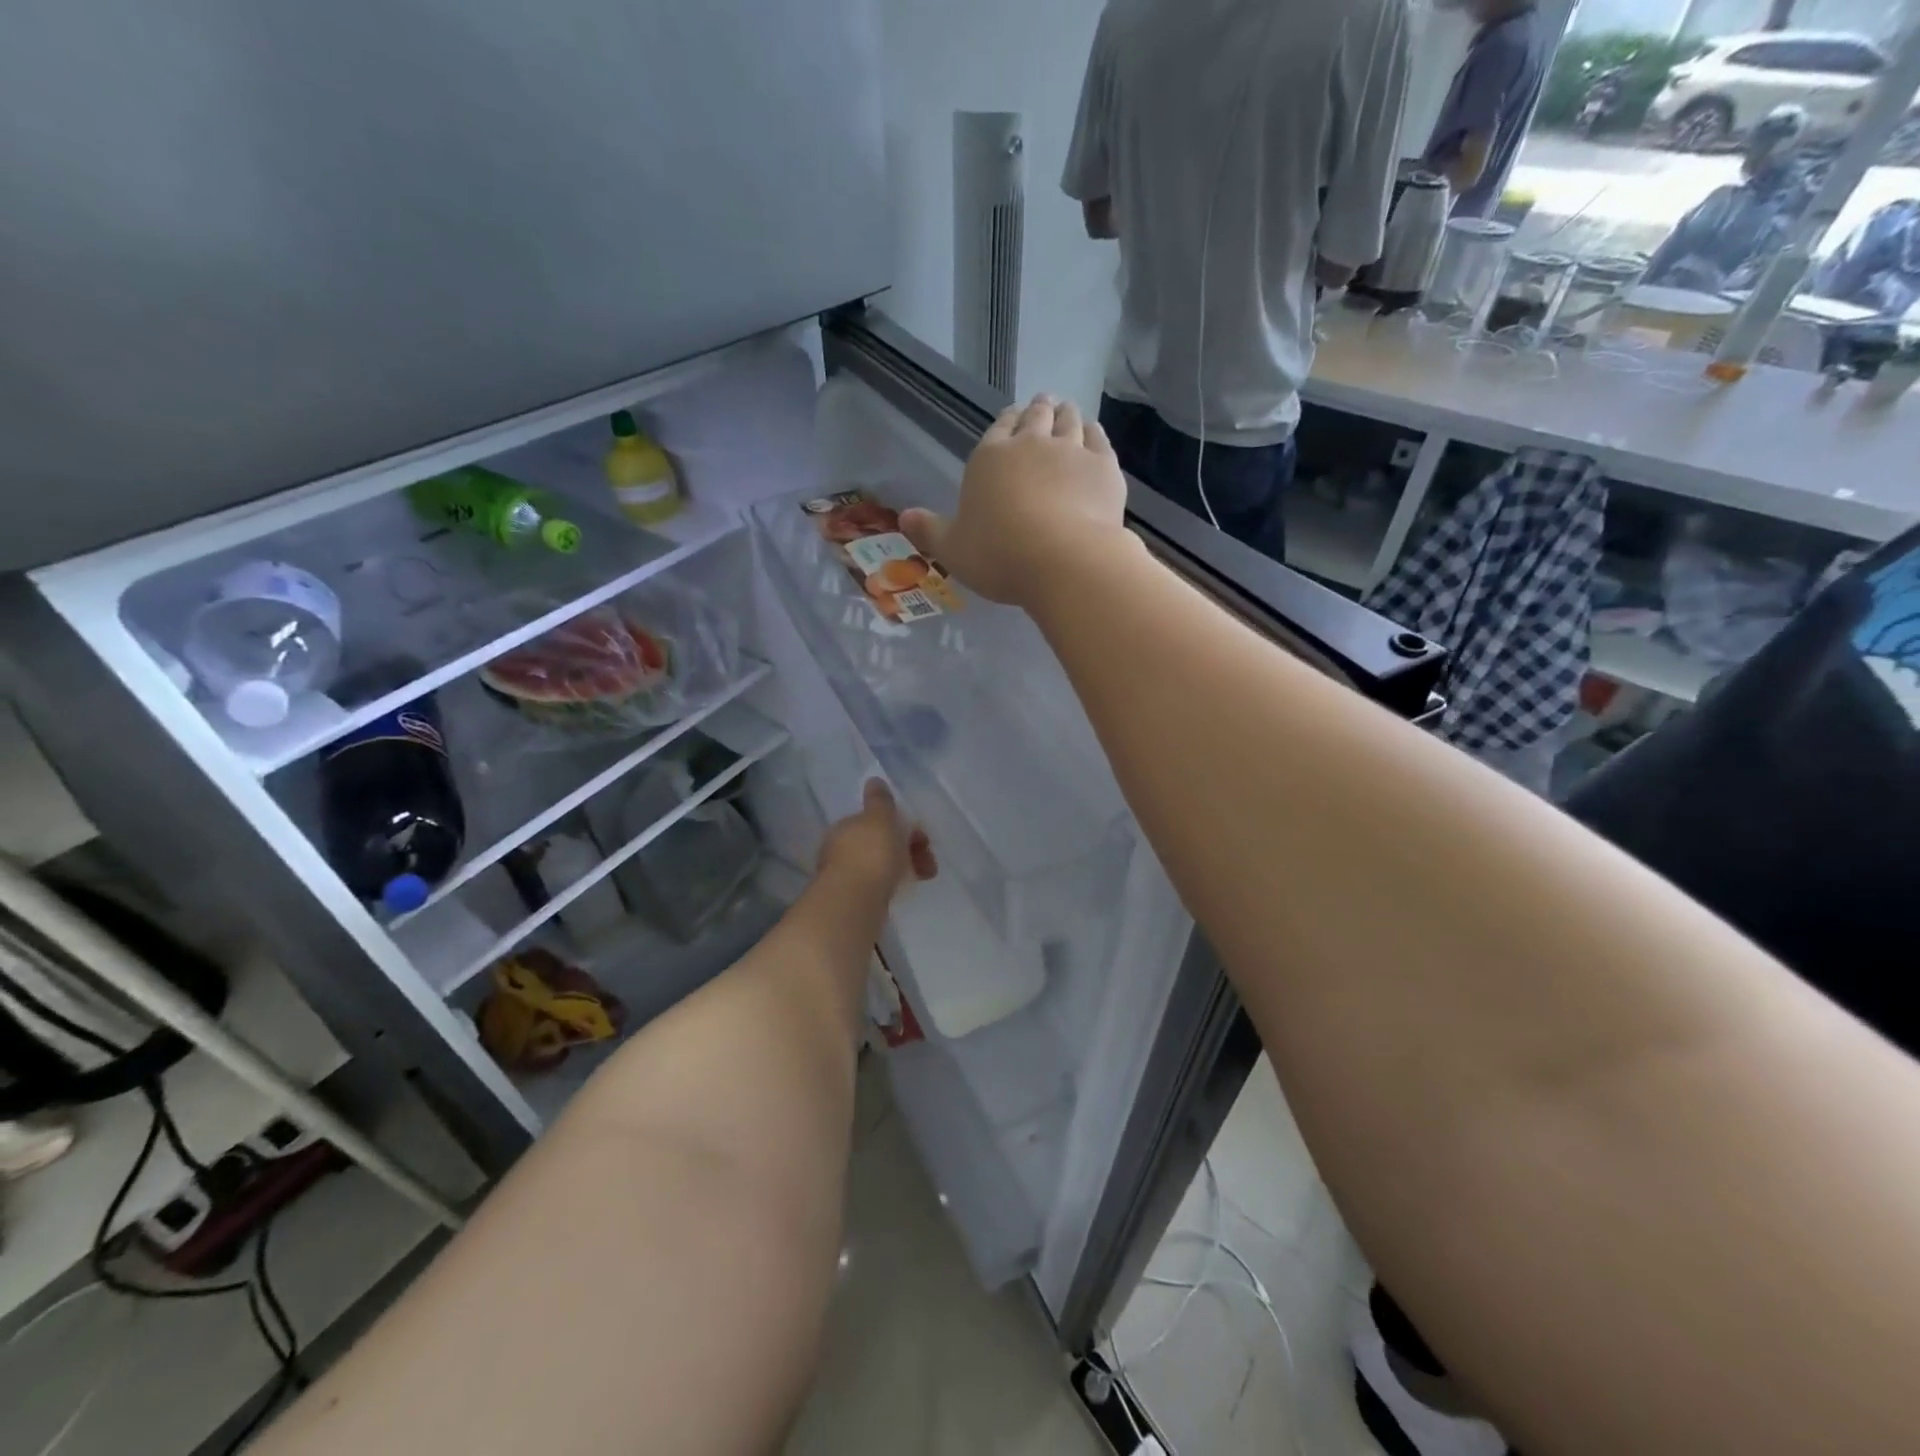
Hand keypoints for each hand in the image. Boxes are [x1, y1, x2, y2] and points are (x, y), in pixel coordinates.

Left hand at [817, 780, 936, 899]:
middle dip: (907, 849)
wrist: (854, 902)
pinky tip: (904, 891)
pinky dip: (893, 884)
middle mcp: (840, 849)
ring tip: (924, 878)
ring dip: (904, 868)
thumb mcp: (881, 818)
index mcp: (845, 826)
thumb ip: (880, 800)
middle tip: (929, 863)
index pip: (875, 820)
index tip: (922, 837)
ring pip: (880, 865)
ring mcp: (844, 875)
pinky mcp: (851, 899)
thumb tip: (873, 780)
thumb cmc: (871, 853)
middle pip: (879, 844)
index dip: (901, 826)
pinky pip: (878, 885)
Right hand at [899, 395, 1130, 608]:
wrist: (1064, 561)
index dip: (1005, 422)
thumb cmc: (999, 556)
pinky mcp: (1104, 466)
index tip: (1011, 417)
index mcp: (990, 458)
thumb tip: (904, 517)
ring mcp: (1071, 451)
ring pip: (1069, 420)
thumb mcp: (952, 550)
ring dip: (1066, 413)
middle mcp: (1030, 444)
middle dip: (1037, 410)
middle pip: (1035, 416)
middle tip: (1041, 405)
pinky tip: (1093, 432)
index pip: (997, 429)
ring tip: (1066, 411)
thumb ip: (929, 531)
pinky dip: (1094, 431)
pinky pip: (1099, 438)